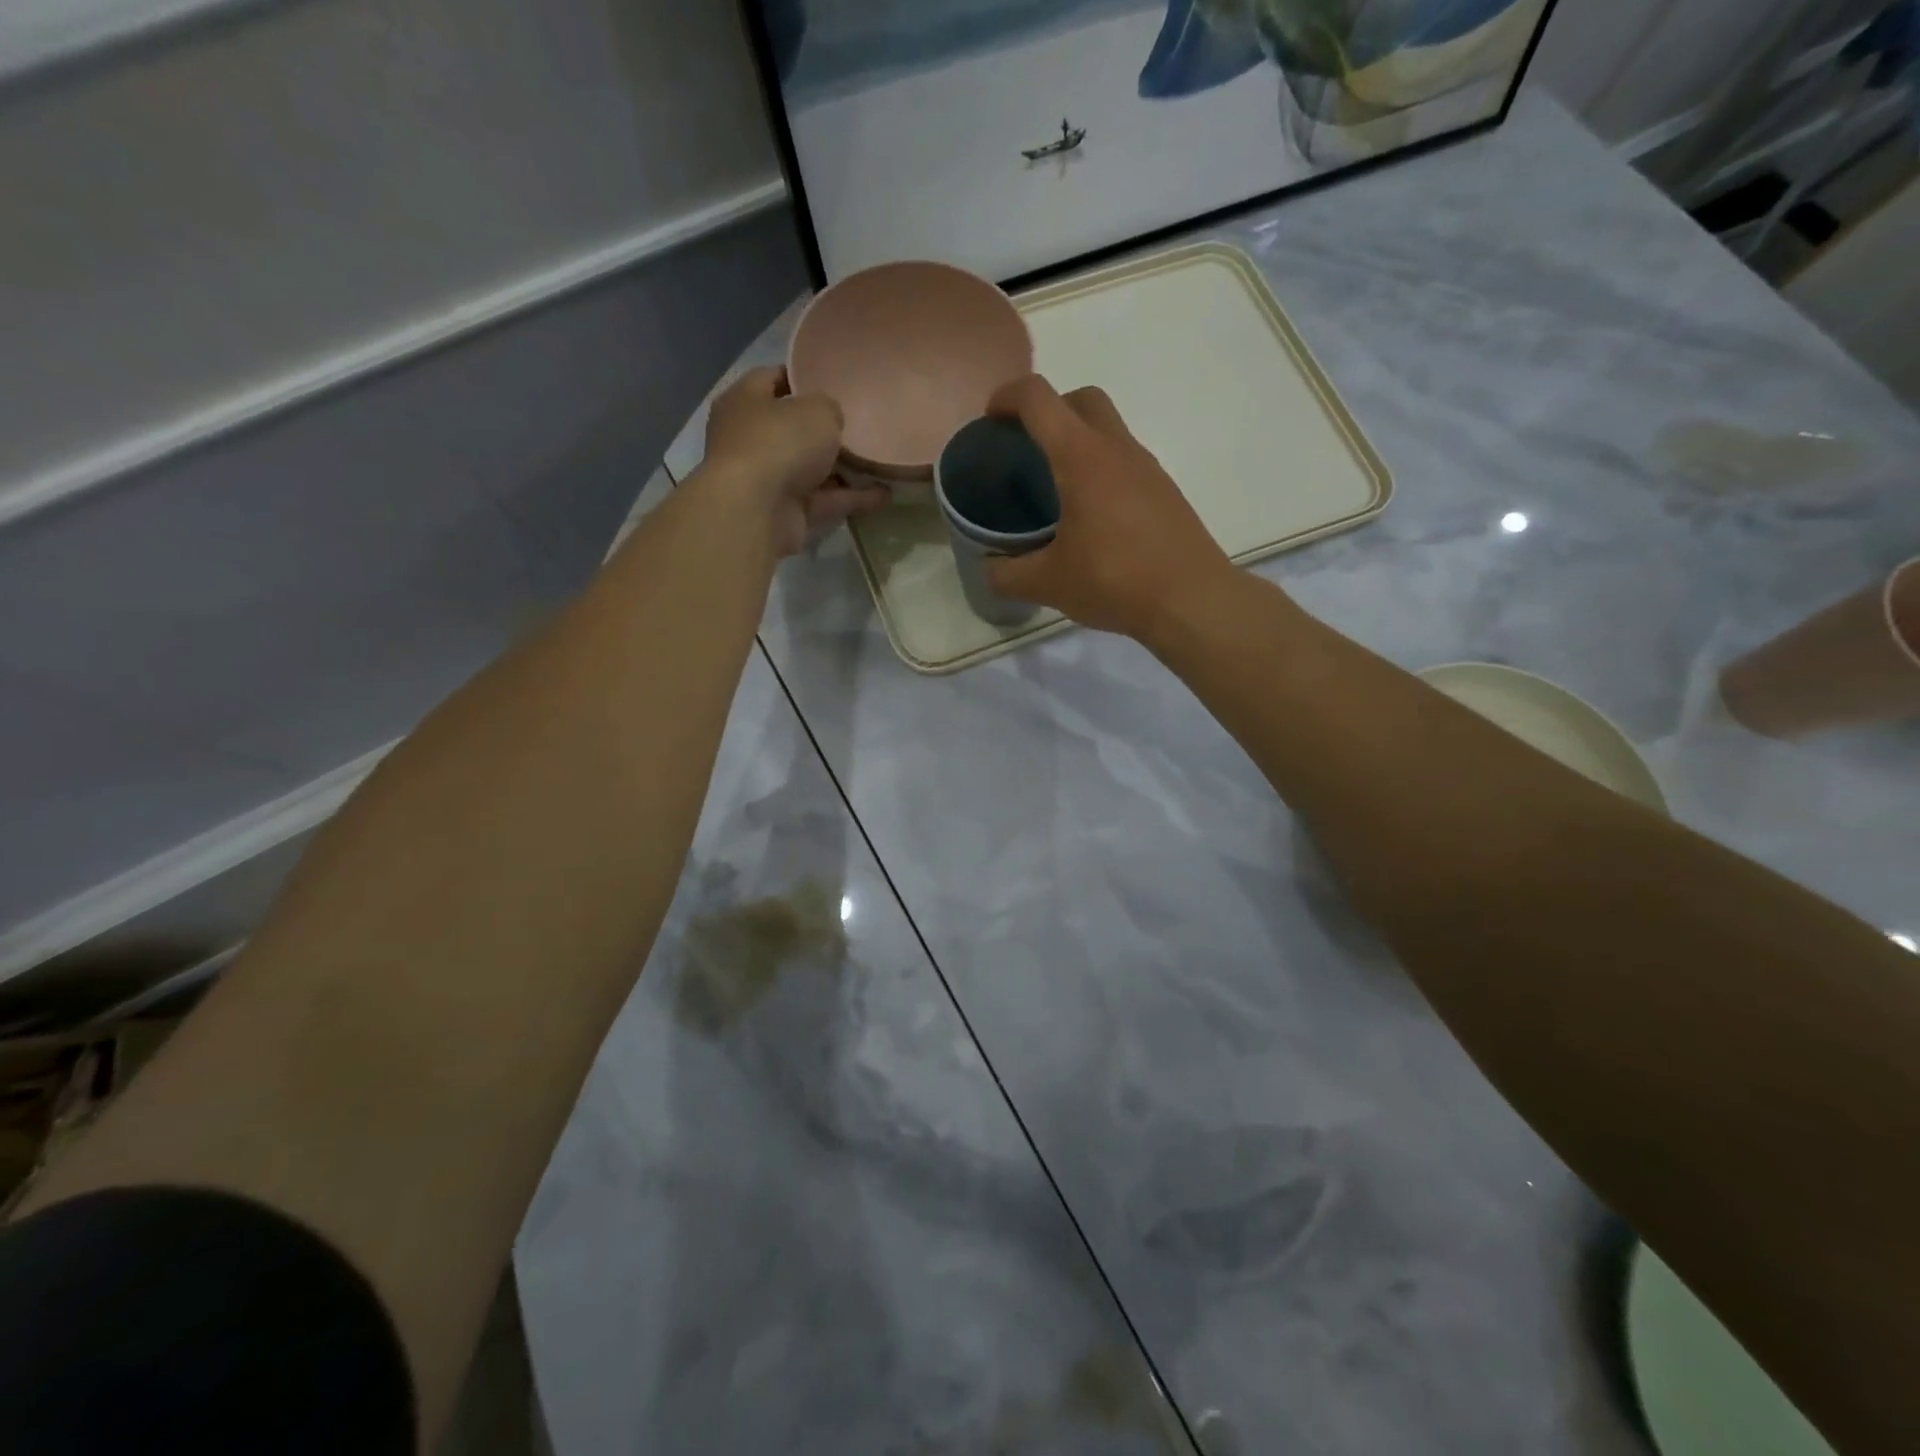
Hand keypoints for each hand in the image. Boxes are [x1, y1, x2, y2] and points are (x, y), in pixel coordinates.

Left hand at [702, 366, 889, 557]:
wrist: (756, 512)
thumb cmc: (779, 443)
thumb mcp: (817, 410)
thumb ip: (829, 409)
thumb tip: (831, 422)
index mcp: (745, 401)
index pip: (771, 378)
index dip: (801, 377)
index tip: (833, 380)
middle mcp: (751, 439)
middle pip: (792, 429)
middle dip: (824, 430)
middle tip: (861, 424)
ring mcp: (767, 479)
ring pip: (811, 469)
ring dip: (843, 469)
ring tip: (880, 461)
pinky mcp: (785, 513)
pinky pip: (824, 501)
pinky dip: (851, 499)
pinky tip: (884, 495)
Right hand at [984, 375, 1234, 640]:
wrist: (1192, 601)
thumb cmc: (1115, 581)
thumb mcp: (1049, 583)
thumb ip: (1008, 574)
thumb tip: (989, 569)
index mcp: (1082, 457)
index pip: (1039, 399)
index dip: (1007, 397)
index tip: (990, 420)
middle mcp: (1117, 449)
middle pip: (1082, 399)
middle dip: (1050, 409)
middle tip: (1028, 447)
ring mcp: (1147, 468)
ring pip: (1109, 429)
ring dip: (1079, 440)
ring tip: (1056, 486)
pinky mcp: (1165, 492)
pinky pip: (1126, 461)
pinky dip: (1102, 468)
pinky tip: (1092, 516)